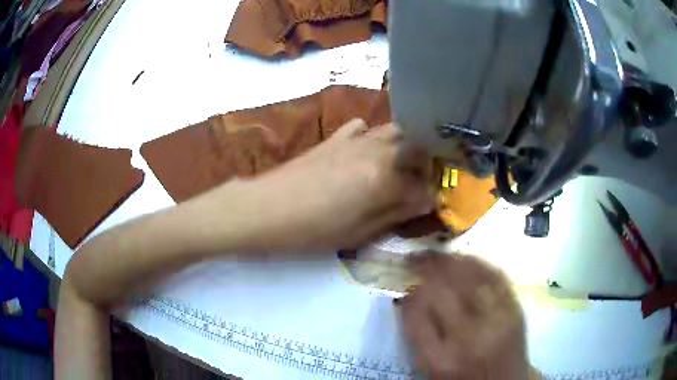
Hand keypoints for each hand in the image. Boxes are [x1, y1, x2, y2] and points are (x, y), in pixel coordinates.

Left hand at [243, 119, 434, 250]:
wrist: (267, 207)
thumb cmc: (313, 229)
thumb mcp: (359, 232)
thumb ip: (396, 213)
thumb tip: (424, 202)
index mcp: (385, 178)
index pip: (424, 184)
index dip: (430, 195)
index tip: (427, 204)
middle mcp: (377, 151)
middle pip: (417, 146)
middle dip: (425, 162)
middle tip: (417, 182)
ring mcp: (356, 139)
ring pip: (395, 130)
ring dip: (405, 146)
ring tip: (398, 166)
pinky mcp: (336, 136)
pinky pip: (363, 127)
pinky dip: (372, 136)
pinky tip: (363, 151)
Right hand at [400, 253, 527, 378]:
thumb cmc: (462, 379)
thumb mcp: (430, 368)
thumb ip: (417, 334)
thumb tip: (408, 296)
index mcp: (440, 358)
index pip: (416, 314)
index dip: (408, 293)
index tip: (405, 285)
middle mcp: (469, 337)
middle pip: (442, 291)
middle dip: (425, 269)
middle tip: (414, 259)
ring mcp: (497, 320)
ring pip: (470, 277)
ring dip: (449, 260)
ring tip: (435, 254)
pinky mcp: (516, 309)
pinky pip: (495, 275)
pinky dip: (477, 262)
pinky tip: (464, 258)